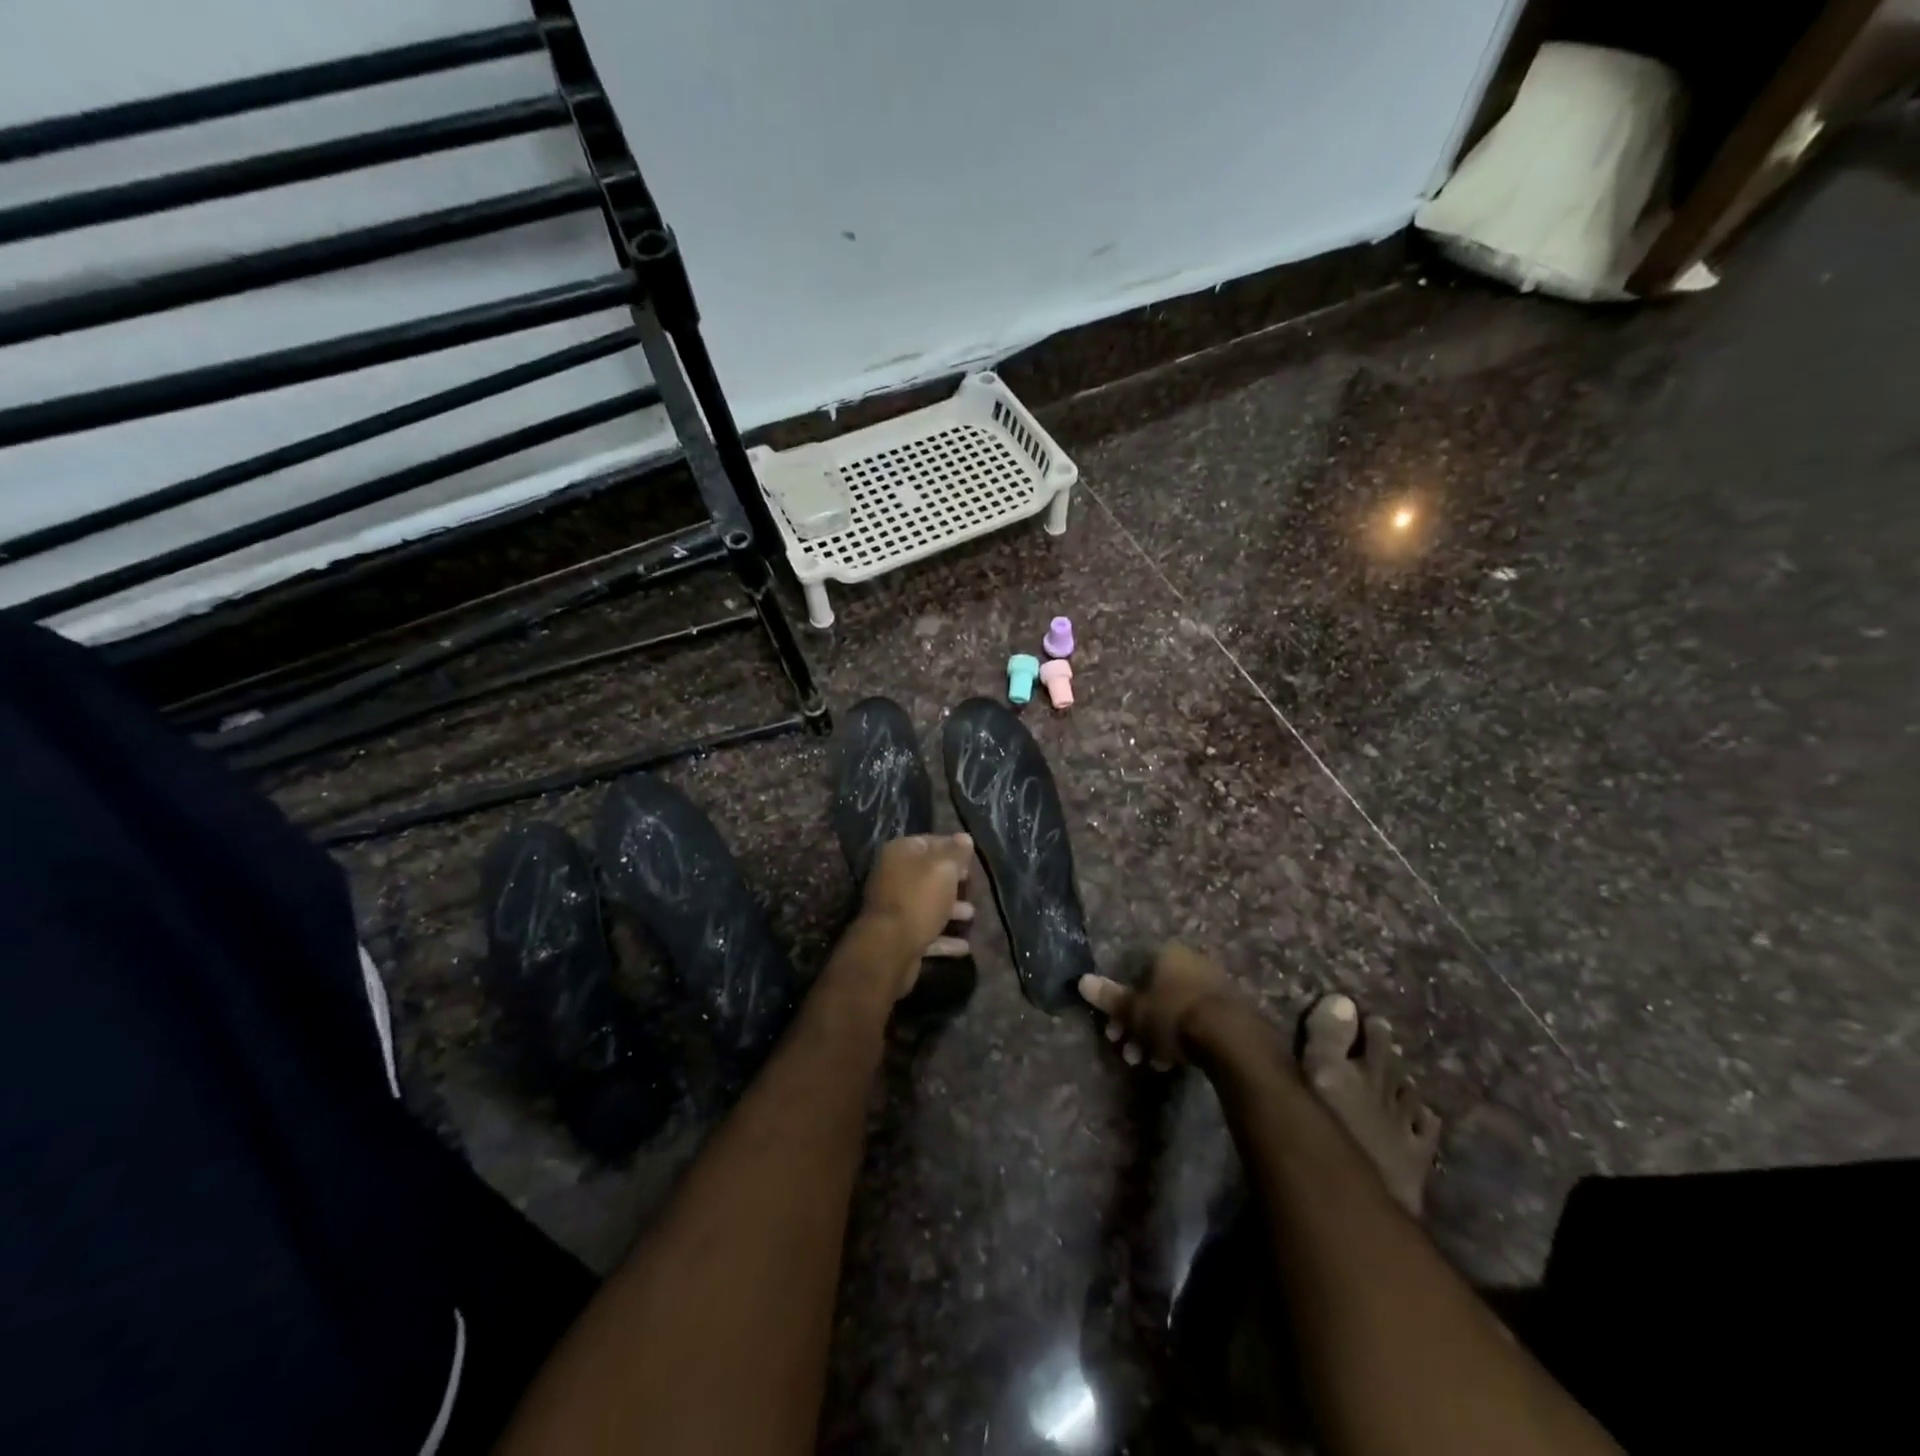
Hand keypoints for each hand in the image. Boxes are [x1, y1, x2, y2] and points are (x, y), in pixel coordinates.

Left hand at [859, 834, 975, 987]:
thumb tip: (964, 837)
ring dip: (951, 910)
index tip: (972, 858)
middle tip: (974, 884)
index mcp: (900, 853)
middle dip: (953, 881)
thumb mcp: (944, 868)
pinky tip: (965, 946)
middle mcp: (893, 876)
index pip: (929, 842)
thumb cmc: (919, 898)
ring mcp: (895, 908)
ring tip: (972, 915)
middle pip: (928, 874)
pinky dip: (945, 938)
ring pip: (928, 904)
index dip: (952, 847)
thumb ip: (956, 852)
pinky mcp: (900, 936)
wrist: (890, 947)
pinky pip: (927, 932)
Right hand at [1079, 941, 1240, 1067]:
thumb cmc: (1174, 1015)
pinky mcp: (1228, 1010)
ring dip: (1155, 1037)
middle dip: (1136, 1025)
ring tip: (1147, 1063)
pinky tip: (1170, 1064)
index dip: (1119, 1001)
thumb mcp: (1136, 1011)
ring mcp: (1211, 986)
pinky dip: (1178, 1040)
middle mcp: (1190, 962)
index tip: (1112, 1028)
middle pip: (1153, 993)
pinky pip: (1193, 1022)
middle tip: (1126, 1050)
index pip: (1133, 972)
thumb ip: (1110, 997)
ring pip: (1172, 1010)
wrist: (1230, 1038)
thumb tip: (1082, 980)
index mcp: (1166, 954)